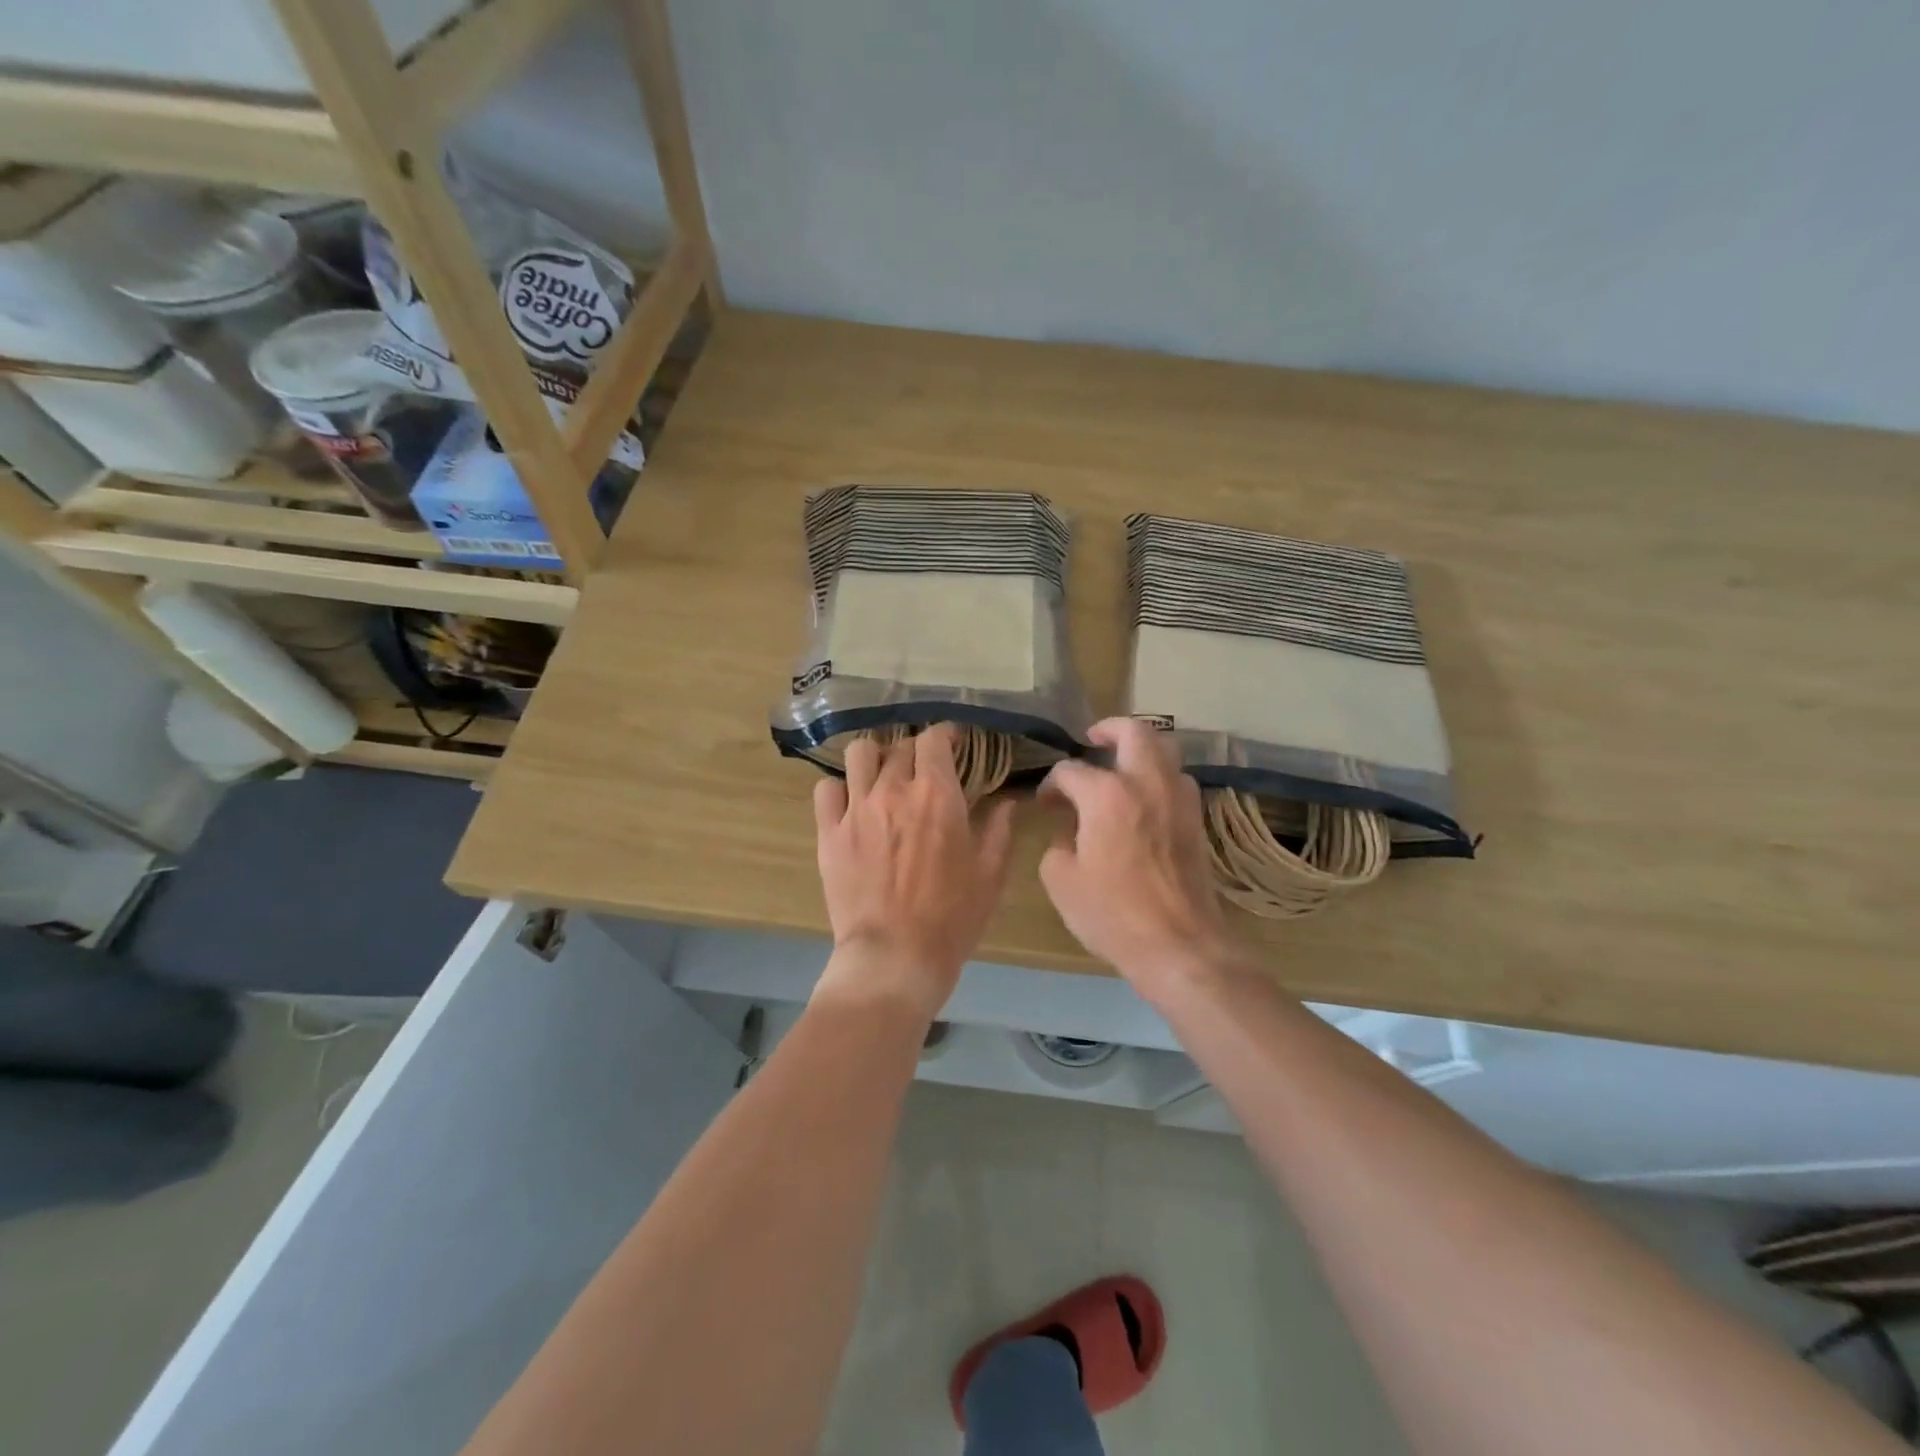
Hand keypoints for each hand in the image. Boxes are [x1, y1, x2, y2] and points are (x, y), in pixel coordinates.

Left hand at [812, 725, 1016, 1020]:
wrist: (894, 957)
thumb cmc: (951, 918)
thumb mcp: (990, 876)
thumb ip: (1000, 830)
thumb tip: (1008, 801)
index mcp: (937, 795)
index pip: (935, 739)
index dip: (945, 734)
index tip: (953, 743)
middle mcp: (893, 790)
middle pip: (899, 746)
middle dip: (915, 751)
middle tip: (923, 770)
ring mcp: (856, 809)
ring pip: (859, 754)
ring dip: (875, 758)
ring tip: (883, 776)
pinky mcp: (829, 832)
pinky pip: (826, 789)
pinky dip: (840, 788)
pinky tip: (852, 802)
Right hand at [1039, 718, 1240, 1002]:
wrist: (1179, 945)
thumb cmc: (1113, 914)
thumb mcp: (1062, 882)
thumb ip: (1058, 845)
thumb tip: (1070, 833)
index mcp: (1106, 795)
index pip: (1070, 770)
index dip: (1051, 783)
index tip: (1045, 803)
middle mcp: (1147, 783)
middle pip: (1134, 732)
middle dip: (1109, 729)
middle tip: (1092, 741)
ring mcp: (1179, 799)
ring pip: (1166, 750)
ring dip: (1141, 751)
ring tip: (1121, 769)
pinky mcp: (1197, 820)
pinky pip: (1178, 780)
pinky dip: (1160, 777)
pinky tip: (1145, 801)